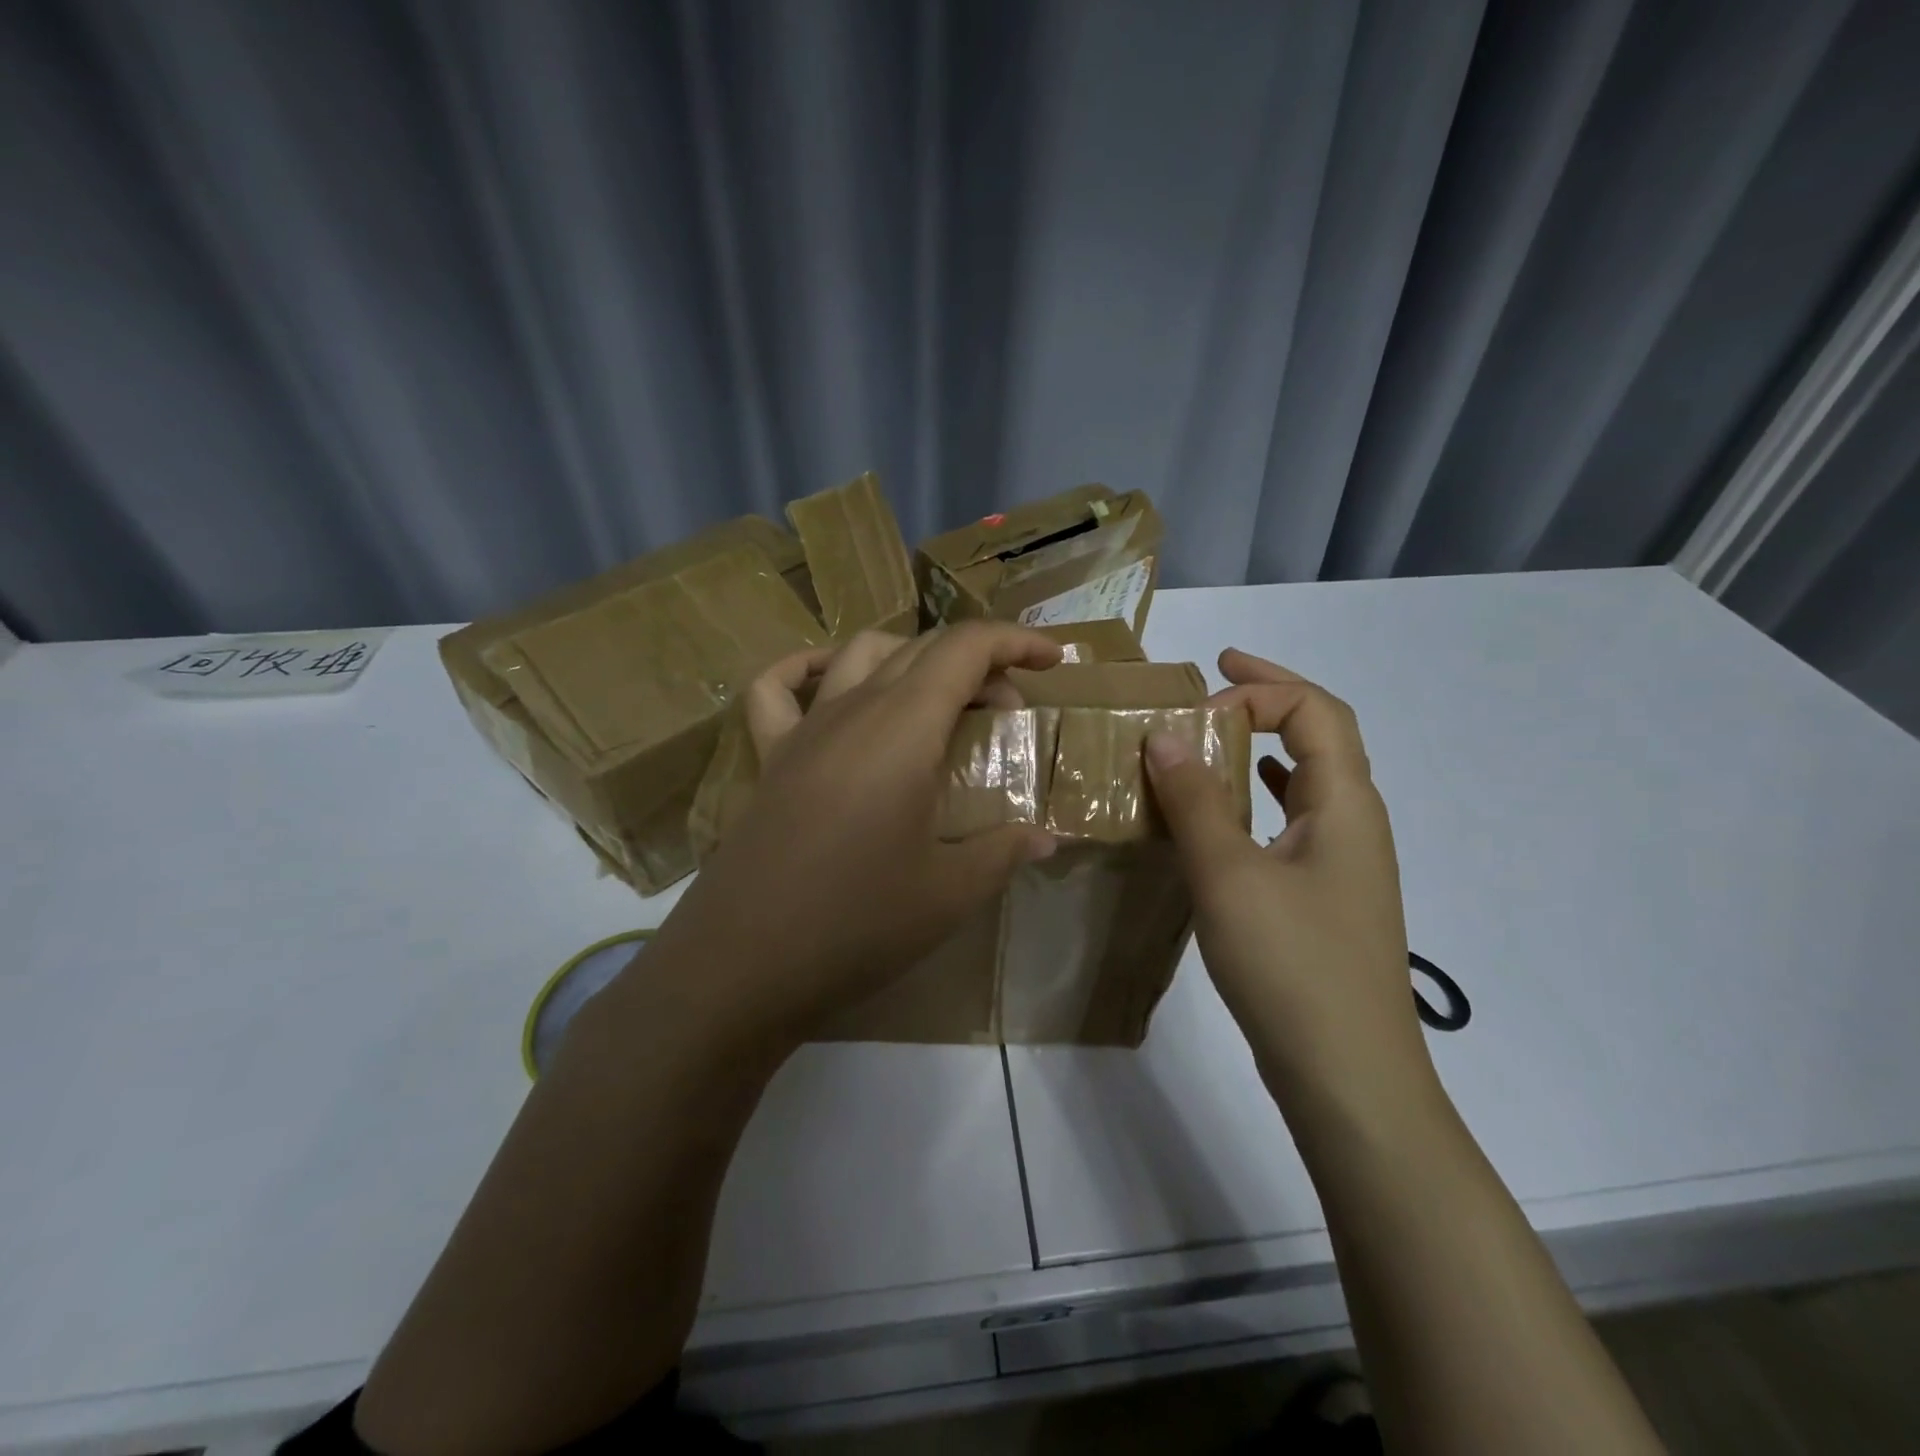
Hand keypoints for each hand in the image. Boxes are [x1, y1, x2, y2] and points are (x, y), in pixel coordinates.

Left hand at [651, 623, 1060, 1045]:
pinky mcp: (770, 757)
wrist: (745, 963)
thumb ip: (1004, 852)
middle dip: (978, 662)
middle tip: (1008, 710)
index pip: (965, 649)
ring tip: (938, 696)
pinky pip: (778, 688)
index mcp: (905, 729)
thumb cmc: (858, 922)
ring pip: (860, 653)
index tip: (1053, 661)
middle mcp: (853, 710)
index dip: (1014, 642)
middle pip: (921, 648)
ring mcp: (804, 729)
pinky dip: (808, 668)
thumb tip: (1046, 839)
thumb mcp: (950, 893)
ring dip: (910, 657)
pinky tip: (831, 680)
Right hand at [1143, 649, 1440, 1129]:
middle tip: (1215, 675)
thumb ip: (1195, 800)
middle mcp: (1354, 823)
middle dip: (1269, 696)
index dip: (1260, 689)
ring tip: (1211, 737)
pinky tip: (1227, 812)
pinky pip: (1292, 822)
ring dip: (1262, 746)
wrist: (1348, 1078)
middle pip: (1321, 734)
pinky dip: (1258, 797)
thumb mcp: (1230, 874)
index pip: (1315, 711)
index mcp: (1345, 804)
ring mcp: (1343, 864)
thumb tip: (1163, 735)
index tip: (1198, 703)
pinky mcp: (1323, 898)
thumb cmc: (1292, 965)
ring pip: (1306, 780)